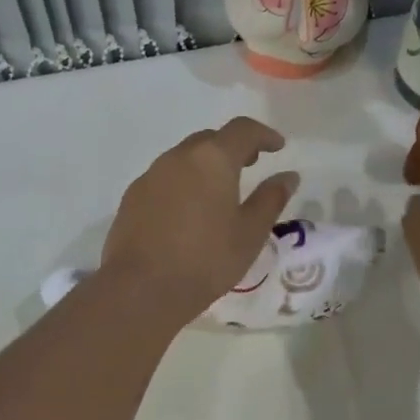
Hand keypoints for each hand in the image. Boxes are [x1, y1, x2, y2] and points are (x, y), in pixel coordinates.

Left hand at [101, 118, 299, 325]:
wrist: (142, 289)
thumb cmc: (206, 260)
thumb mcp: (250, 233)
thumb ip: (271, 199)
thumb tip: (288, 176)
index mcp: (212, 159)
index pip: (242, 130)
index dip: (263, 134)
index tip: (278, 147)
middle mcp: (177, 158)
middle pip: (209, 140)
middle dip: (232, 147)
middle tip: (250, 164)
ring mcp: (149, 177)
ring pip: (183, 159)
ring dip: (204, 166)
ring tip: (219, 191)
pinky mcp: (131, 199)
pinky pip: (163, 181)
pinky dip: (182, 185)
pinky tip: (187, 213)